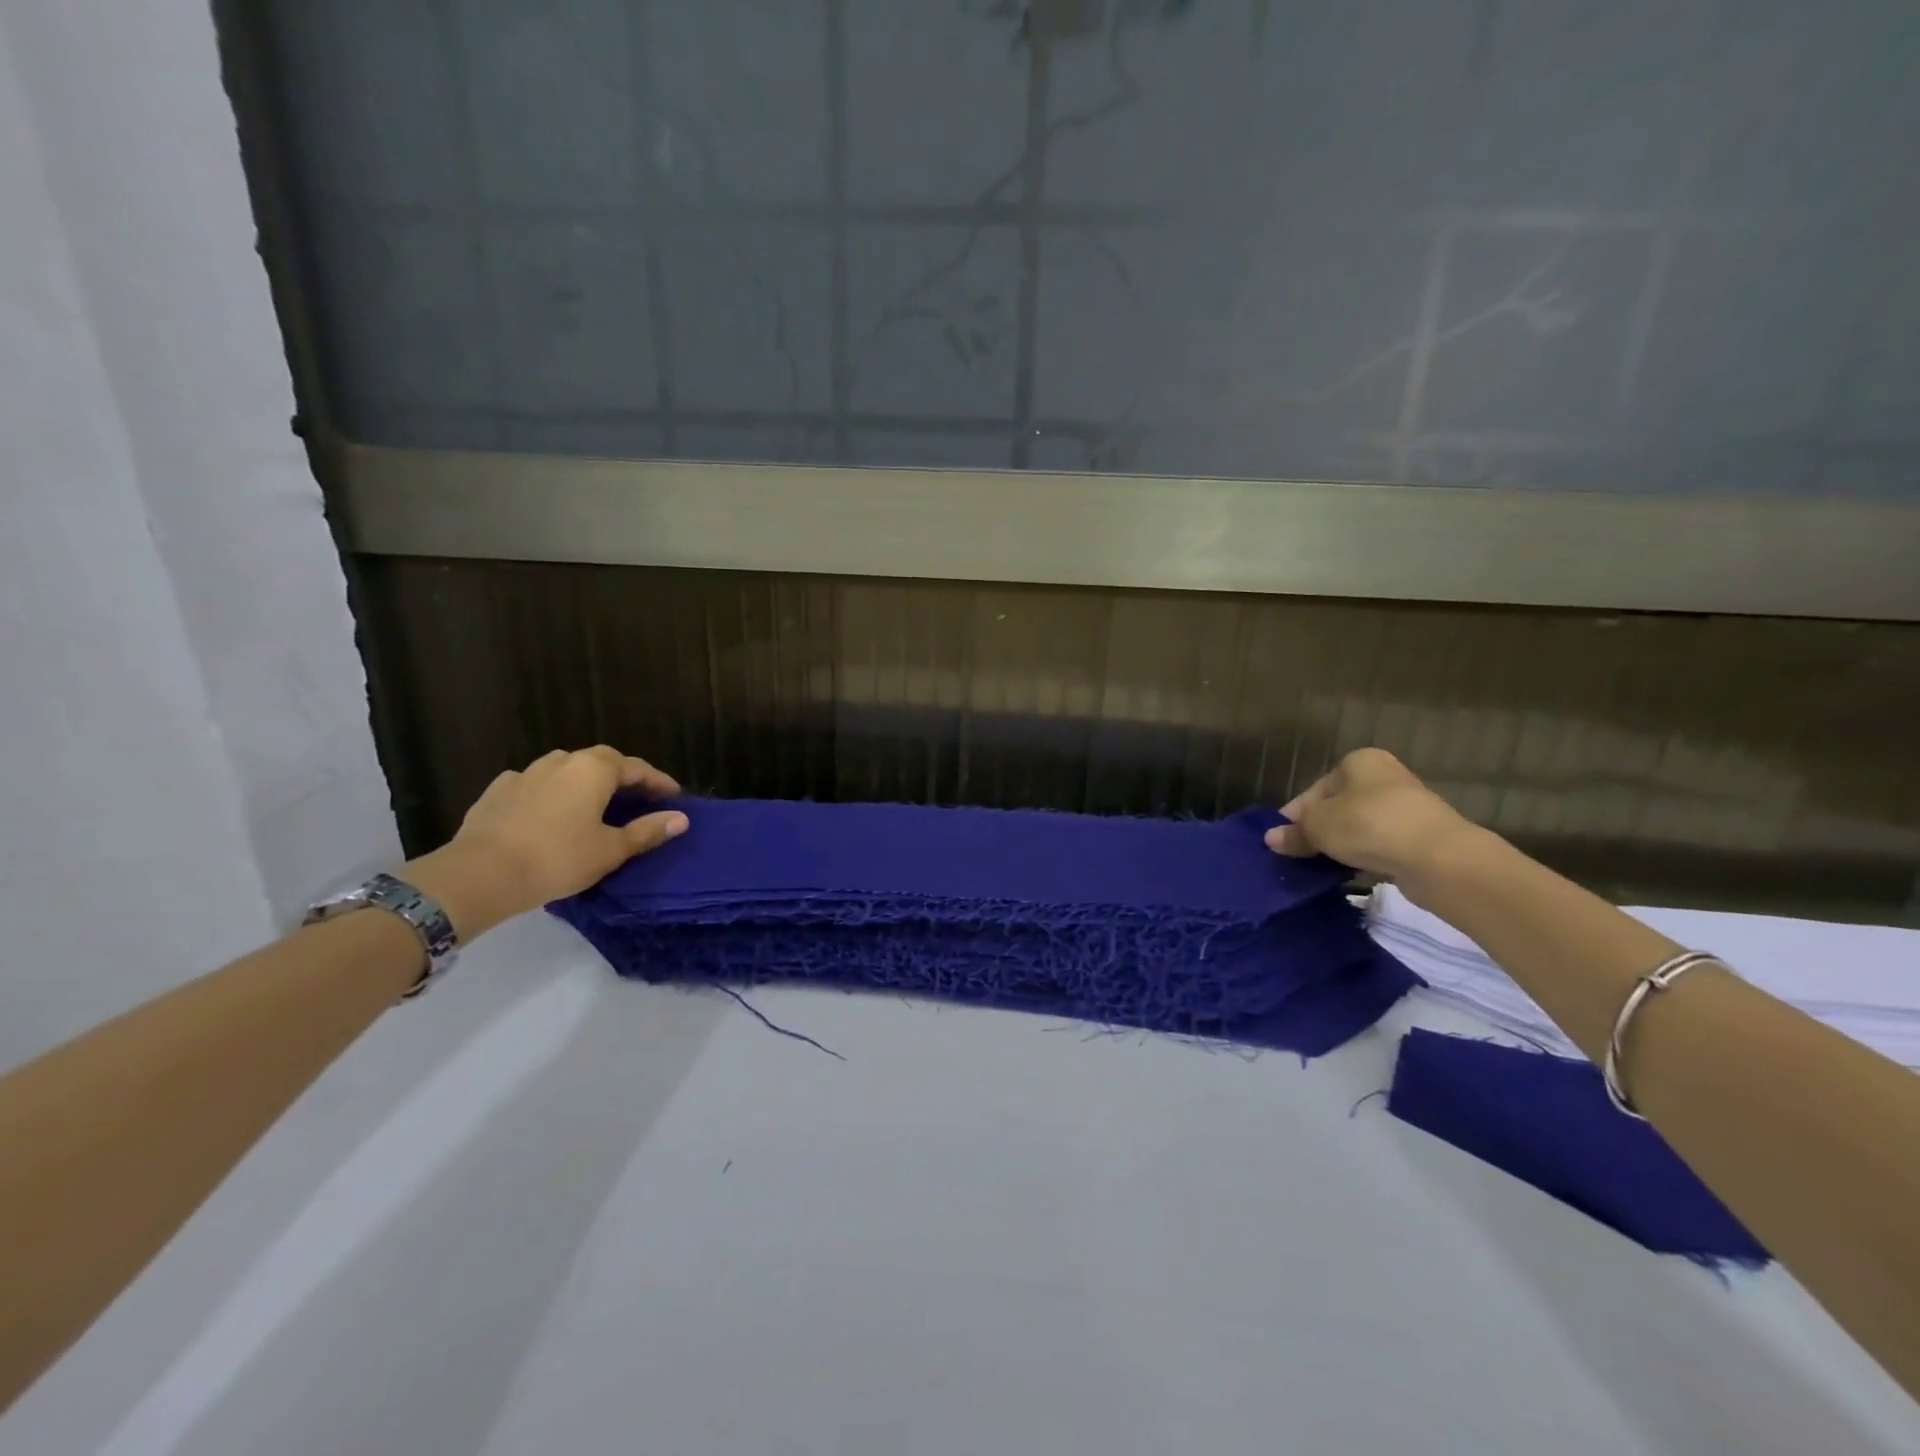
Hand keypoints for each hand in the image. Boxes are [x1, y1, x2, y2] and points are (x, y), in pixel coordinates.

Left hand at [407, 747, 685, 938]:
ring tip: (594, 802)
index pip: (637, 768)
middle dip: (623, 776)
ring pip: (566, 768)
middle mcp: (562, 761)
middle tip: (637, 797)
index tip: (674, 797)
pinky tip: (549, 809)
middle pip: (602, 761)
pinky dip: (550, 791)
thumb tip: (681, 819)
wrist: (481, 873)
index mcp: (595, 770)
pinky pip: (534, 783)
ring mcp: (526, 773)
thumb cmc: (558, 859)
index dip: (659, 782)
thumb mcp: (611, 850)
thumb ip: (647, 831)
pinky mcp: (498, 790)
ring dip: (585, 780)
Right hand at [1264, 748, 1480, 890]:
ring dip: (1341, 844)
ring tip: (1321, 866)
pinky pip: (1381, 844)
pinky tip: (1352, 871)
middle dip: (1318, 829)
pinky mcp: (1421, 836)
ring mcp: (1407, 806)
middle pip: (1338, 806)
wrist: (1438, 857)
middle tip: (1298, 854)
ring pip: (1359, 826)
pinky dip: (1365, 855)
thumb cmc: (1368, 825)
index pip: (1315, 789)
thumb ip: (1294, 832)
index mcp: (1359, 761)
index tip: (1282, 840)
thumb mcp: (1318, 828)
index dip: (1295, 815)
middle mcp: (1384, 777)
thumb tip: (1271, 838)